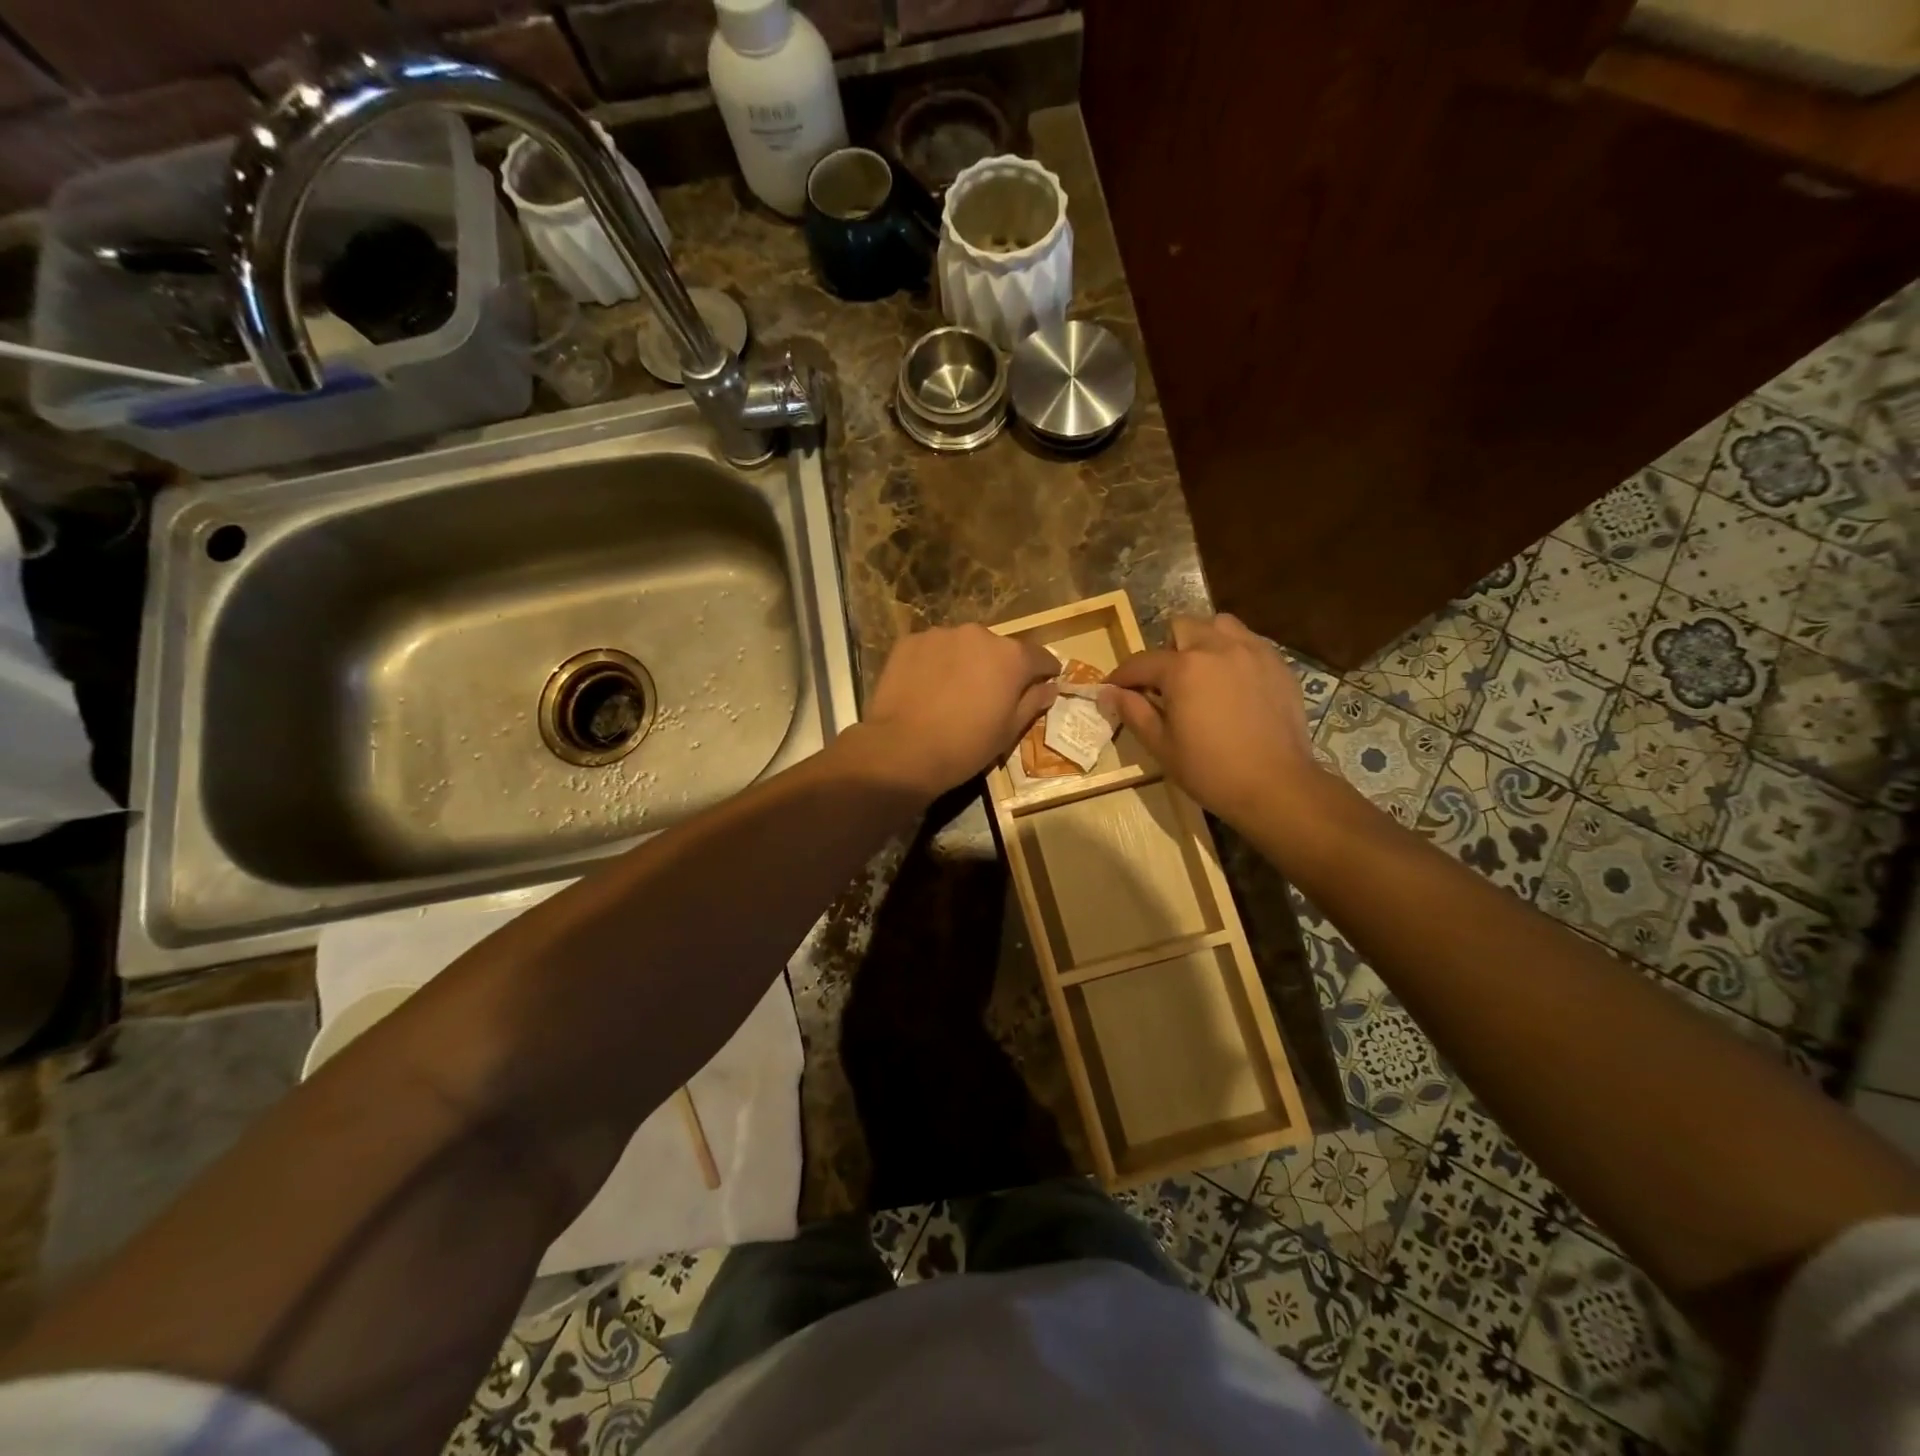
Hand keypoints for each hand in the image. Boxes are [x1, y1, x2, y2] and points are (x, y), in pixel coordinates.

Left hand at [855, 624, 1059, 795]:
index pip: (1039, 656)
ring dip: (964, 662)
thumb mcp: (1009, 731)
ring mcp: (941, 635)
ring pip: (962, 646)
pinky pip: (932, 650)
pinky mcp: (909, 641)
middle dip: (999, 667)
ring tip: (953, 691)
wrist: (903, 750)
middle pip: (998, 649)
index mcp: (1011, 656)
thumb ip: (1033, 702)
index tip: (1045, 681)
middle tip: (990, 694)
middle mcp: (979, 634)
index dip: (1045, 671)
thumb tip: (1051, 687)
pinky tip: (926, 688)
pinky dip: (934, 663)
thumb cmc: (966, 746)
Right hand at [1102, 614, 1318, 829]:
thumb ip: (1133, 712)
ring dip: (1203, 641)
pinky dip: (1233, 652)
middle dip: (1166, 650)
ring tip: (1203, 671)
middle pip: (1181, 627)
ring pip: (1219, 625)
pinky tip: (1233, 682)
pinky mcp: (1278, 663)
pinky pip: (1249, 642)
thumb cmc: (1210, 770)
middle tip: (1166, 682)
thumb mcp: (1161, 746)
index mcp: (1183, 668)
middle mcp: (1217, 647)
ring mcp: (1252, 651)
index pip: (1141, 662)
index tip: (1113, 689)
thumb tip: (1108, 692)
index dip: (1122, 676)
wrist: (1276, 786)